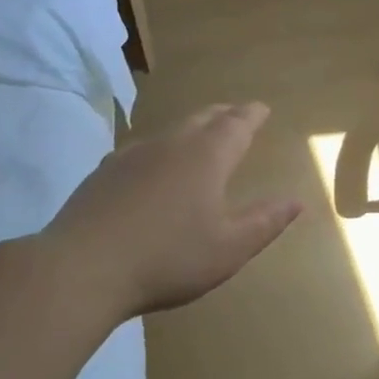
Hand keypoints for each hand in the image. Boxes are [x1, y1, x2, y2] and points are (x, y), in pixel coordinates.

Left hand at [38, 102, 301, 316]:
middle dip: (223, 115)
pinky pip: (141, 152)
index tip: (262, 108)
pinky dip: (159, 152)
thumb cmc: (168, 258)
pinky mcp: (103, 174)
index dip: (252, 115)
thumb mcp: (229, 248)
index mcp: (206, 157)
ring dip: (190, 131)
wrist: (82, 269)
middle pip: (202, 119)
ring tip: (199, 140)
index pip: (236, 124)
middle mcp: (170, 145)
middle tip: (236, 114)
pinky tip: (152, 170)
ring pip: (169, 132)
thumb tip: (296, 200)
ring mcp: (131, 156)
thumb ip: (265, 222)